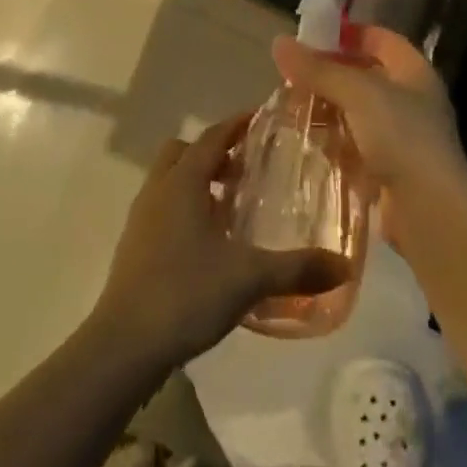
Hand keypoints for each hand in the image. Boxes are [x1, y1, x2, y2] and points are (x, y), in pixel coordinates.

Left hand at [92, 114, 349, 370]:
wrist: (123, 347)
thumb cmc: (185, 294)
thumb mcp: (249, 278)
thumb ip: (297, 269)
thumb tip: (344, 266)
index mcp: (183, 182)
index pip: (212, 136)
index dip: (236, 124)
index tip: (261, 119)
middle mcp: (159, 190)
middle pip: (183, 151)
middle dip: (213, 152)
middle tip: (245, 167)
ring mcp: (141, 219)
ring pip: (169, 180)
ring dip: (197, 182)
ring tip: (231, 205)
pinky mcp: (134, 247)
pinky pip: (162, 209)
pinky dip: (185, 210)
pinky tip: (209, 243)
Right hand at [271, 27, 466, 247]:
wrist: (430, 210)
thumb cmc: (400, 135)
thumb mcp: (357, 93)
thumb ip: (318, 69)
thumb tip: (278, 42)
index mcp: (413, 71)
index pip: (380, 39)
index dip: (348, 35)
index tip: (311, 38)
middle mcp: (410, 100)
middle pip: (363, 77)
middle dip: (328, 76)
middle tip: (291, 78)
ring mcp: (400, 137)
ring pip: (355, 114)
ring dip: (326, 110)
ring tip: (291, 111)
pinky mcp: (388, 170)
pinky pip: (355, 147)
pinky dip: (333, 142)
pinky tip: (308, 143)